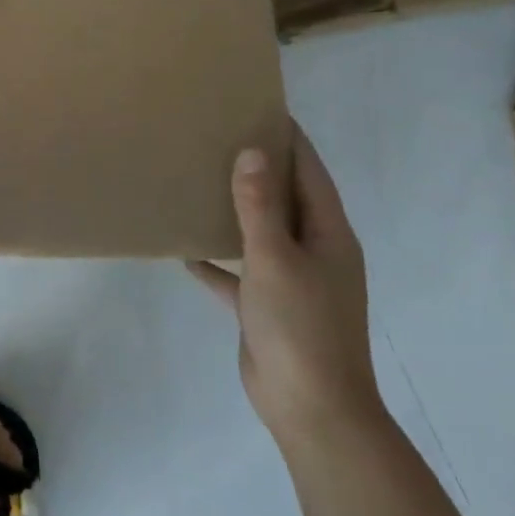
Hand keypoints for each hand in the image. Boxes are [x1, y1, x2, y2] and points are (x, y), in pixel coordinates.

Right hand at [188, 125, 382, 448]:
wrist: (311, 407)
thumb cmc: (300, 326)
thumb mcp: (275, 258)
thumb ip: (260, 206)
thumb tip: (252, 151)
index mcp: (328, 235)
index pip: (309, 173)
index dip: (289, 140)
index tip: (260, 108)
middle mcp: (315, 252)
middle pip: (286, 199)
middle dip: (258, 169)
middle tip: (219, 137)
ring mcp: (293, 281)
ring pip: (262, 233)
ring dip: (236, 211)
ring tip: (201, 182)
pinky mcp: (268, 307)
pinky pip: (240, 273)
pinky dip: (218, 261)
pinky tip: (186, 251)